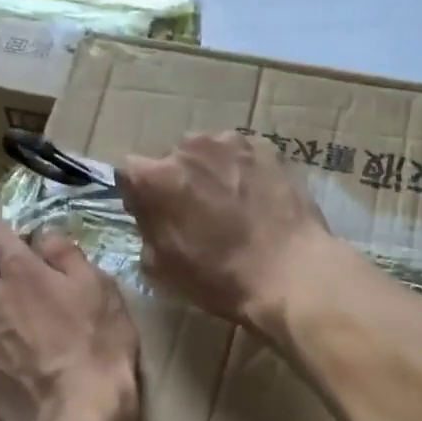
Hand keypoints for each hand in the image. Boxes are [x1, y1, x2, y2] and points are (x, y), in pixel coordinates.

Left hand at [0, 217, 138, 420]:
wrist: (77, 417)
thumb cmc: (97, 345)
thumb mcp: (100, 289)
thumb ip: (66, 254)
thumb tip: (43, 234)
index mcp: (17, 270)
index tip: (12, 242)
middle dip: (5, 284)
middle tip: (36, 307)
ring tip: (26, 346)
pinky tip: (15, 371)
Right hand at [117, 131, 334, 336]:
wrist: (291, 272)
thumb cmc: (221, 277)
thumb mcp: (162, 266)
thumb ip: (146, 228)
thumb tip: (148, 211)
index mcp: (156, 177)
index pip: (130, 174)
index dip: (139, 196)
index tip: (152, 215)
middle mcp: (188, 147)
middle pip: (170, 160)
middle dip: (176, 181)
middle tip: (195, 213)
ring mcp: (230, 143)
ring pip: (206, 153)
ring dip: (208, 172)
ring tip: (229, 204)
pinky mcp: (266, 147)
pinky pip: (239, 155)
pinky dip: (240, 170)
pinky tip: (254, 197)